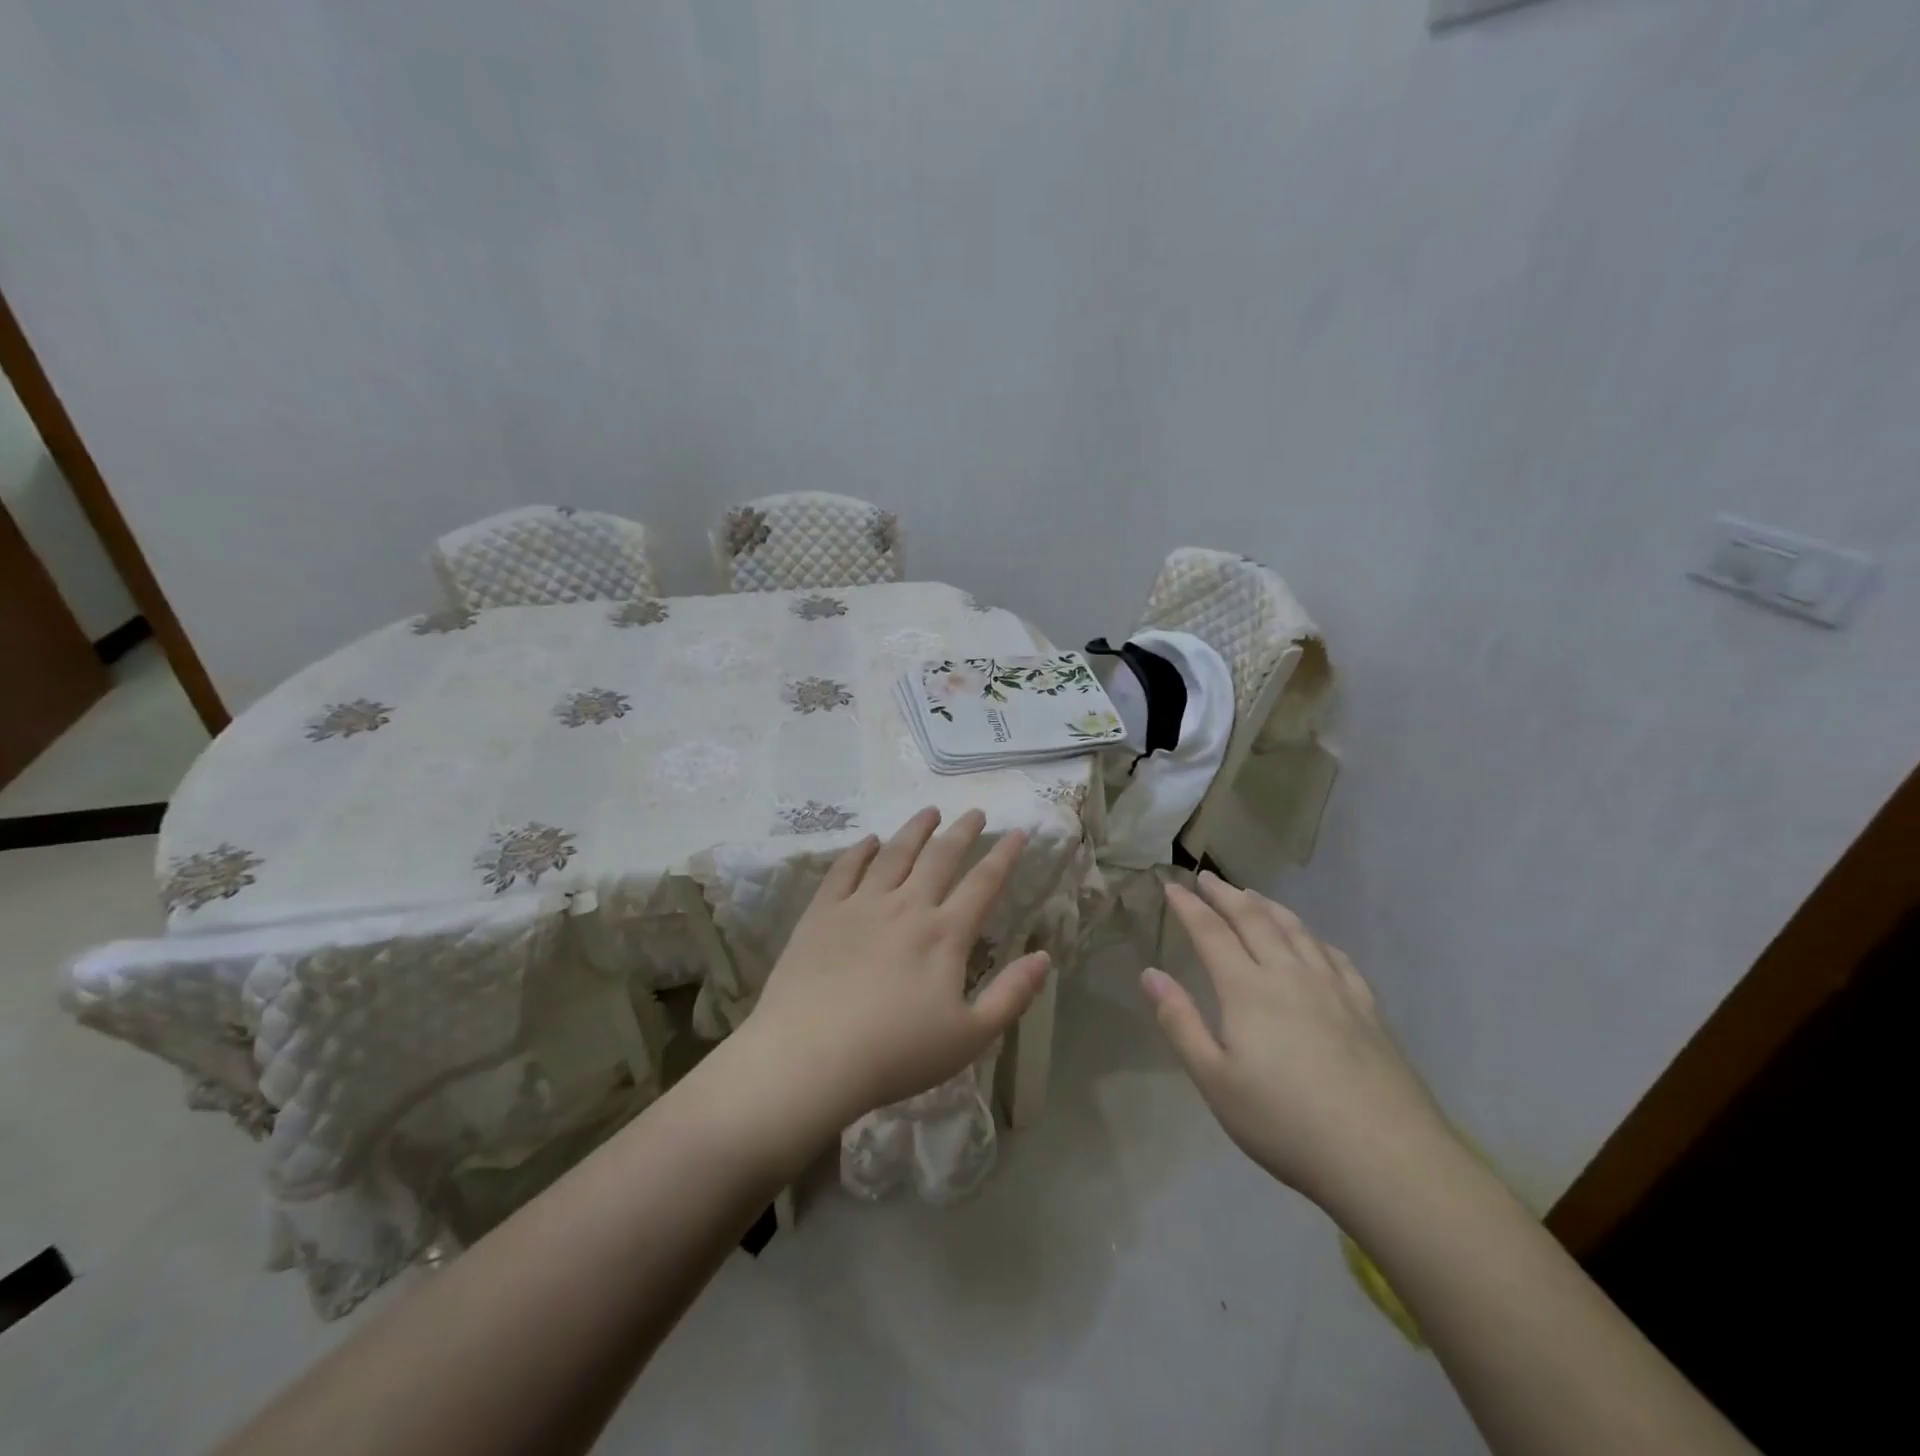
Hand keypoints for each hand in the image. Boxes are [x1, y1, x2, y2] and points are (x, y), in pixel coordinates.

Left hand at [742, 806, 1050, 1123]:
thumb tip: (1044, 957)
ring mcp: (861, 905)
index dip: (1004, 855)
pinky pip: (845, 870)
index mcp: (944, 934)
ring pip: (894, 854)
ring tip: (929, 811)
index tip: (1018, 833)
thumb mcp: (969, 1037)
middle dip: (962, 832)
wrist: (810, 1057)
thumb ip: (1011, 996)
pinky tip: (868, 841)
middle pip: (940, 857)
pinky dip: (860, 851)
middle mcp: (906, 907)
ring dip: (915, 830)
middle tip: (975, 812)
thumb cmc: (895, 1054)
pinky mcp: (822, 913)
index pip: (983, 883)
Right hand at [1141, 872, 1450, 1210]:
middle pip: (1254, 920)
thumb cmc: (1285, 1122)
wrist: (1385, 1157)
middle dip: (1226, 896)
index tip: (1172, 886)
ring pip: (1296, 930)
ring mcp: (1334, 988)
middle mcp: (1289, 975)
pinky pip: (1335, 956)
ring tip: (1252, 896)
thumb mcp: (1215, 1080)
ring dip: (1269, 907)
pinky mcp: (1367, 1009)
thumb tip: (1150, 974)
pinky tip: (1313, 942)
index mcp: (1247, 989)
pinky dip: (1314, 938)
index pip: (1211, 933)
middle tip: (1207, 878)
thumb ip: (1180, 1022)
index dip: (1189, 907)